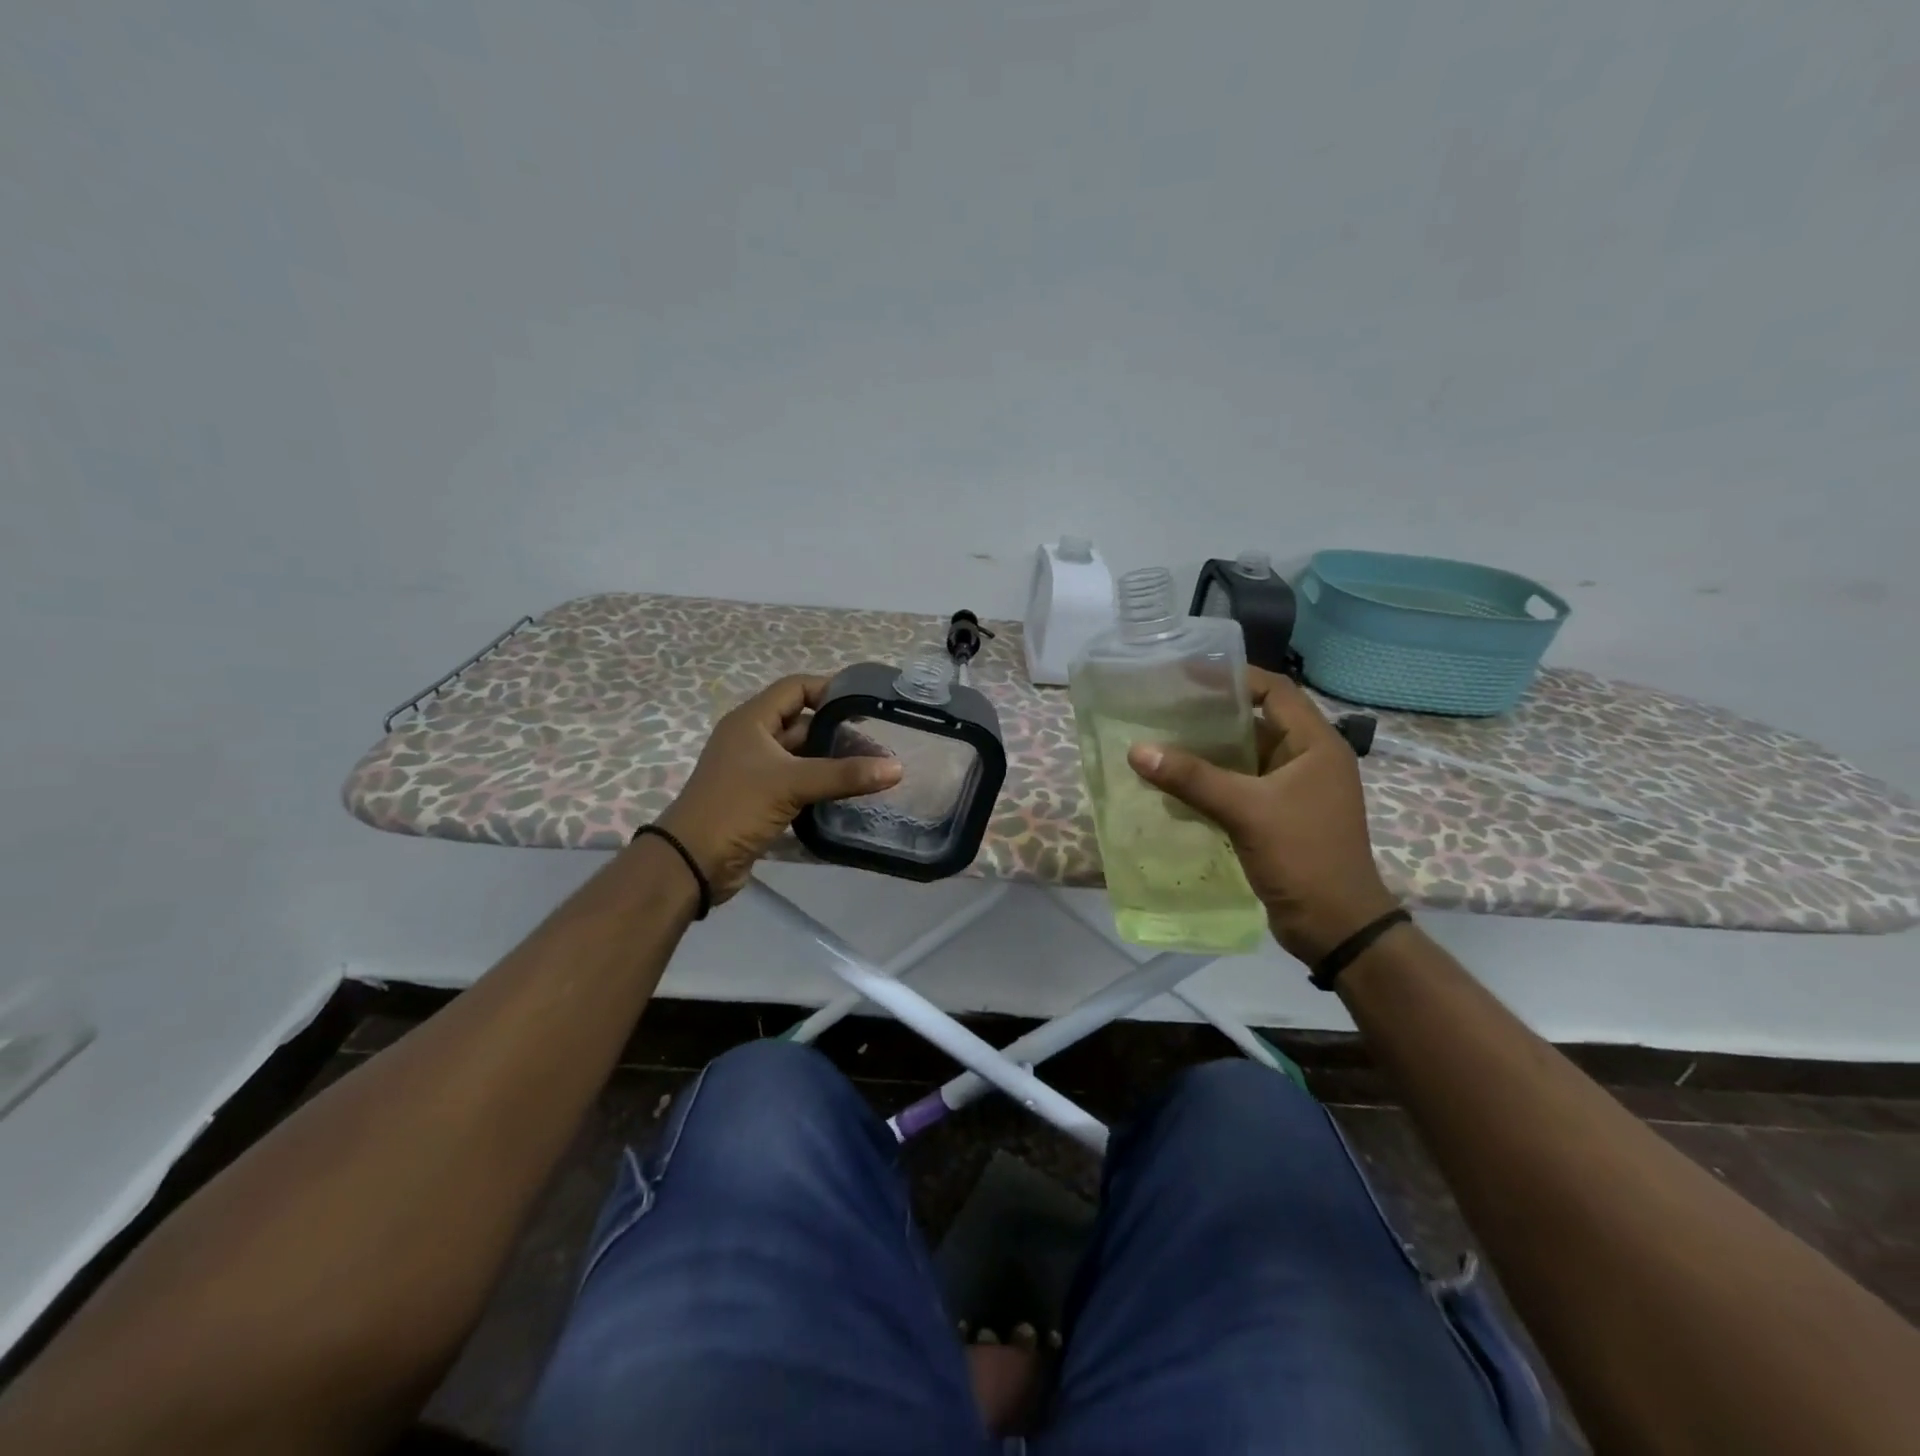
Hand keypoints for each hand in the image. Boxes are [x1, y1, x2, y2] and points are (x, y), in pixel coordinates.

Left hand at [657, 674, 902, 902]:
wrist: (693, 862)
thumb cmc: (736, 807)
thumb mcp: (791, 784)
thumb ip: (844, 774)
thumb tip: (896, 767)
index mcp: (751, 720)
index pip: (796, 687)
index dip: (830, 689)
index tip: (867, 702)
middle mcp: (753, 739)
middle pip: (802, 723)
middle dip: (839, 731)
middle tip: (879, 744)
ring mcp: (756, 771)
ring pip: (802, 755)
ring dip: (833, 760)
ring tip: (873, 769)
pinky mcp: (761, 799)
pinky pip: (798, 782)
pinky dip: (821, 784)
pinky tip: (849, 793)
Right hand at [1126, 669, 1398, 962]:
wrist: (1335, 927)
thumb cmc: (1303, 856)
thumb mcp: (1246, 810)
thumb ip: (1192, 778)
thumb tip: (1137, 750)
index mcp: (1315, 745)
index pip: (1276, 691)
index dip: (1236, 677)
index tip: (1189, 674)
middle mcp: (1307, 761)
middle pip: (1255, 724)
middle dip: (1211, 716)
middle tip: (1163, 708)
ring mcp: (1293, 792)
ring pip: (1243, 760)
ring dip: (1205, 754)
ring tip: (1159, 744)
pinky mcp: (1277, 819)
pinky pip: (1238, 789)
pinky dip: (1209, 785)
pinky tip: (1172, 787)